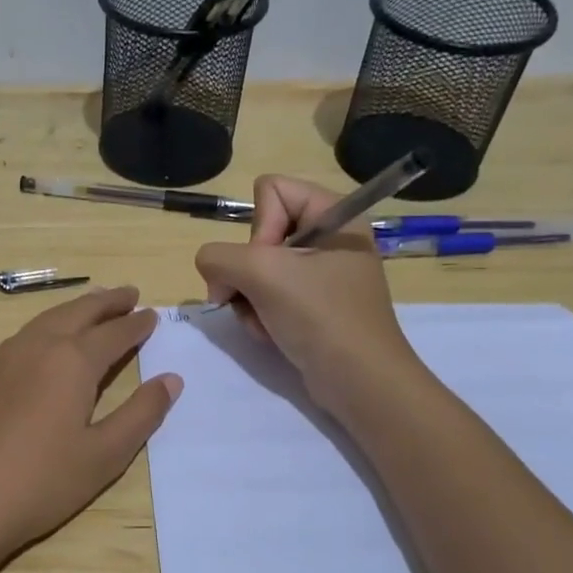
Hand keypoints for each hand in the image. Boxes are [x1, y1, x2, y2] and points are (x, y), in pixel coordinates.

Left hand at [0, 287, 180, 570]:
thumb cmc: (40, 482)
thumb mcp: (104, 455)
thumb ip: (141, 414)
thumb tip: (171, 379)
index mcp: (72, 361)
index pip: (114, 333)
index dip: (136, 324)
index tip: (152, 314)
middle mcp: (37, 347)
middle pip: (77, 312)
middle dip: (106, 302)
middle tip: (129, 294)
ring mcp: (2, 358)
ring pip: (46, 319)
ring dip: (75, 309)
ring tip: (92, 308)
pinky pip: (23, 336)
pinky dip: (46, 326)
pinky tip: (46, 341)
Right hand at [194, 176, 415, 403]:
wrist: (359, 382)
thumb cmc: (320, 317)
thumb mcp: (262, 274)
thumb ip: (218, 257)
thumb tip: (213, 274)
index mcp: (335, 214)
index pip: (271, 190)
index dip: (259, 227)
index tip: (267, 264)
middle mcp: (330, 238)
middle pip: (261, 232)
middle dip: (247, 270)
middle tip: (253, 297)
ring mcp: (322, 274)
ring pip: (257, 268)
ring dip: (249, 298)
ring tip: (264, 321)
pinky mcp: (314, 305)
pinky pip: (269, 295)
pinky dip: (260, 314)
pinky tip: (270, 333)